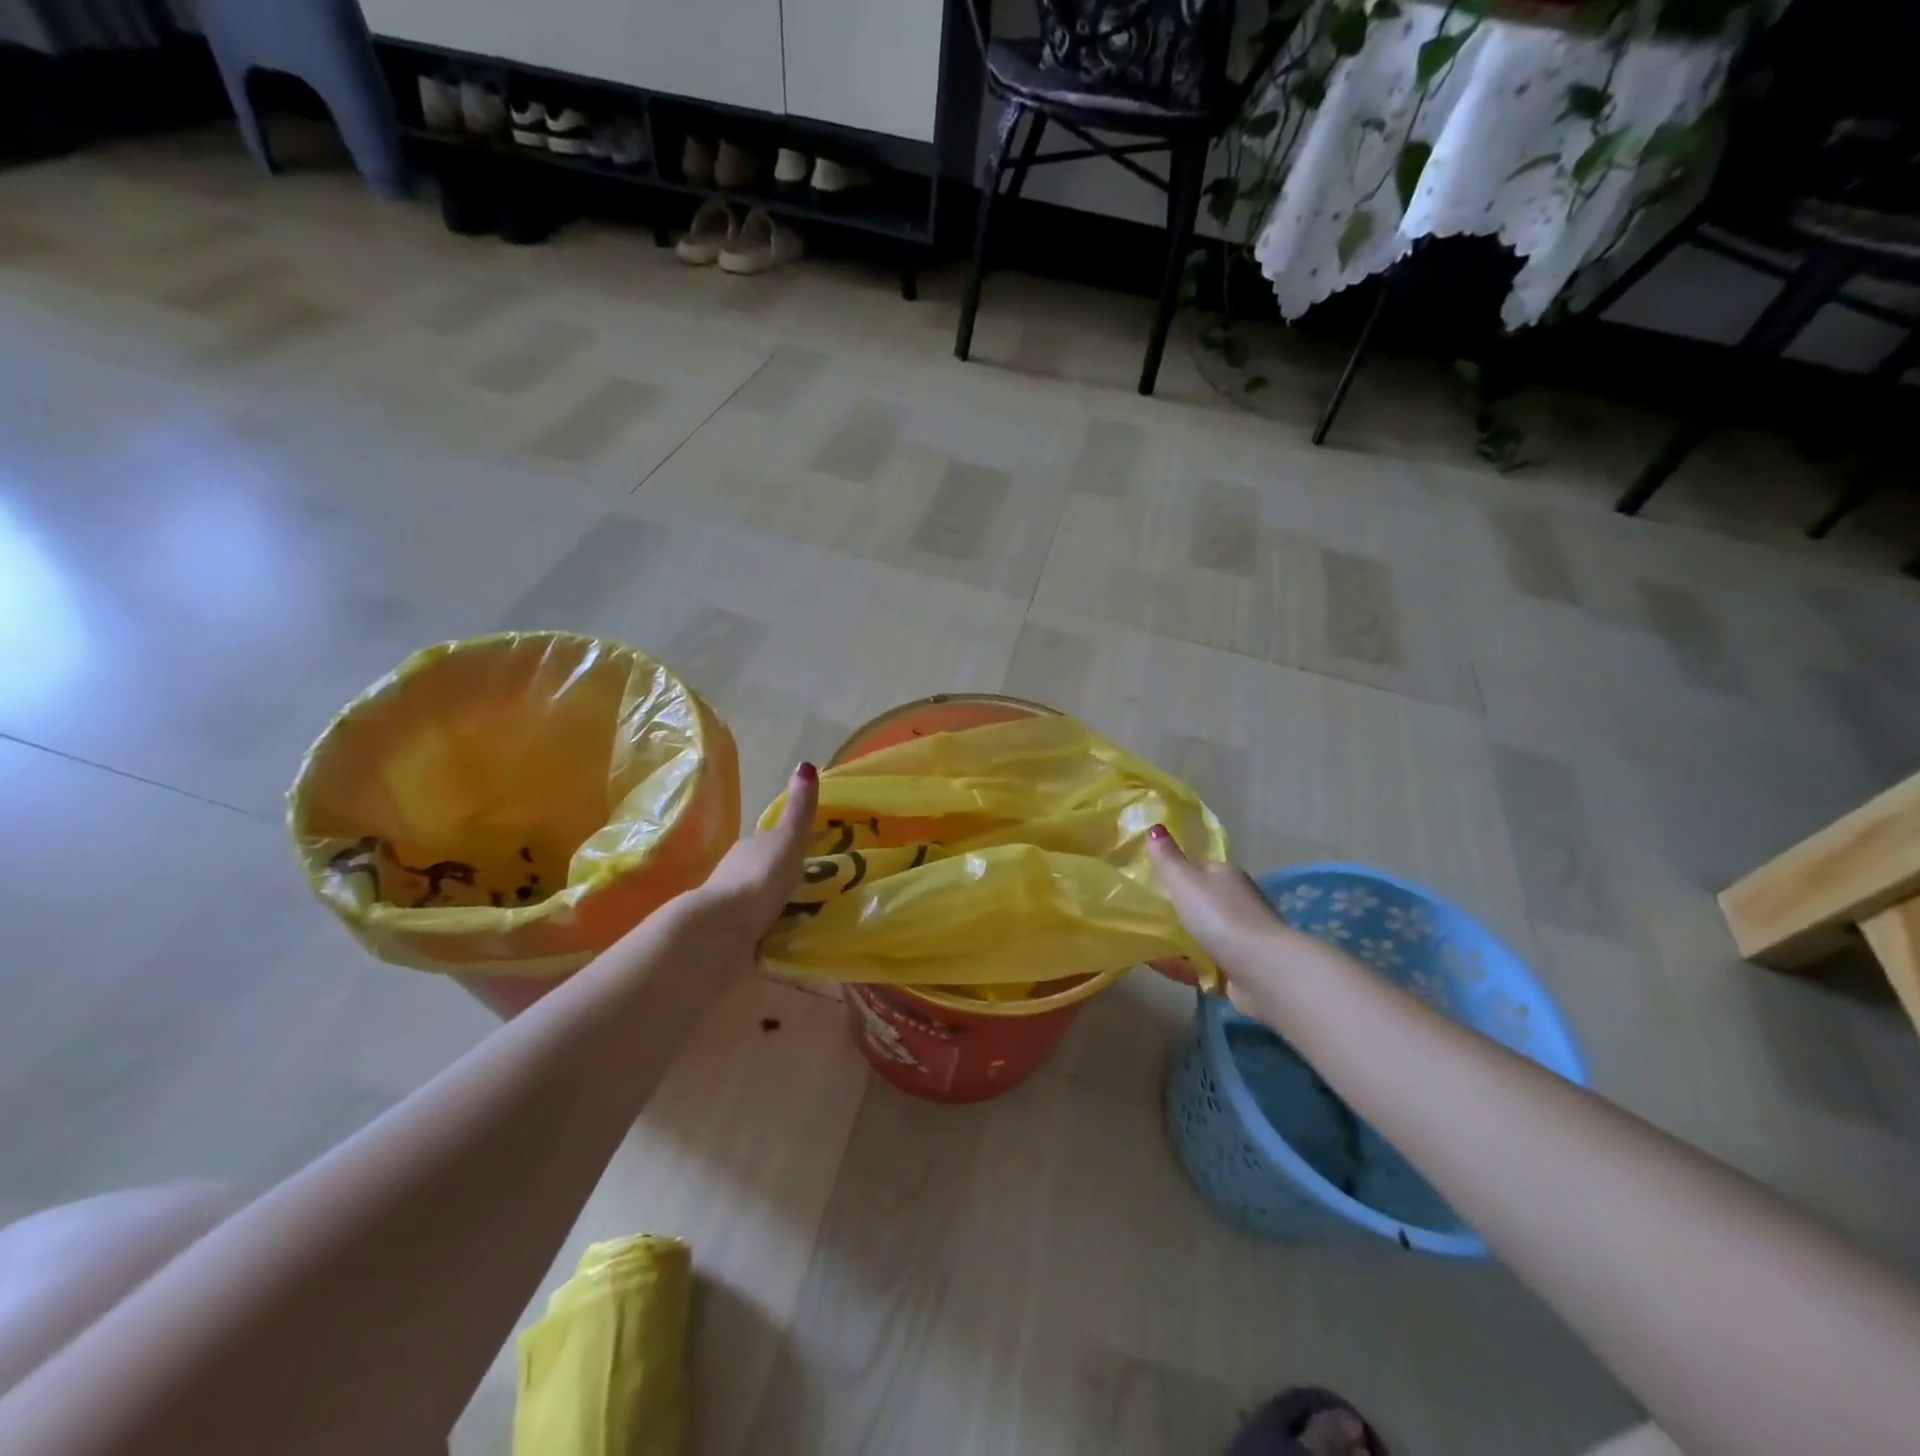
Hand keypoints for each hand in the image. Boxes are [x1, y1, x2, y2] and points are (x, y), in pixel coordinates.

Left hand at [681, 762, 818, 965]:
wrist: (720, 931)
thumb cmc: (758, 879)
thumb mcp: (787, 841)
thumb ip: (799, 810)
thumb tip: (806, 764)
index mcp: (749, 848)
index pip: (771, 841)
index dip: (790, 844)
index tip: (810, 853)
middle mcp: (735, 874)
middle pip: (762, 871)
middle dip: (782, 878)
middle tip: (813, 888)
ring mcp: (729, 909)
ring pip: (757, 902)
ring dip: (774, 907)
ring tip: (804, 918)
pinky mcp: (729, 940)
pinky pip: (754, 931)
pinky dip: (767, 932)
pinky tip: (782, 941)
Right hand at [1145, 824, 1303, 1022]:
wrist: (1263, 972)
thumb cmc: (1221, 917)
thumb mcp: (1186, 882)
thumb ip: (1167, 858)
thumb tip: (1154, 827)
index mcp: (1226, 876)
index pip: (1197, 867)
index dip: (1173, 870)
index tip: (1144, 877)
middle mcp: (1235, 903)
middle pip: (1199, 901)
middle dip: (1173, 905)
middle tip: (1138, 909)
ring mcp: (1238, 938)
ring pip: (1200, 933)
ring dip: (1176, 937)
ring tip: (1141, 938)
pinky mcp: (1236, 968)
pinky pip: (1200, 963)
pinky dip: (1180, 963)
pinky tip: (1155, 965)